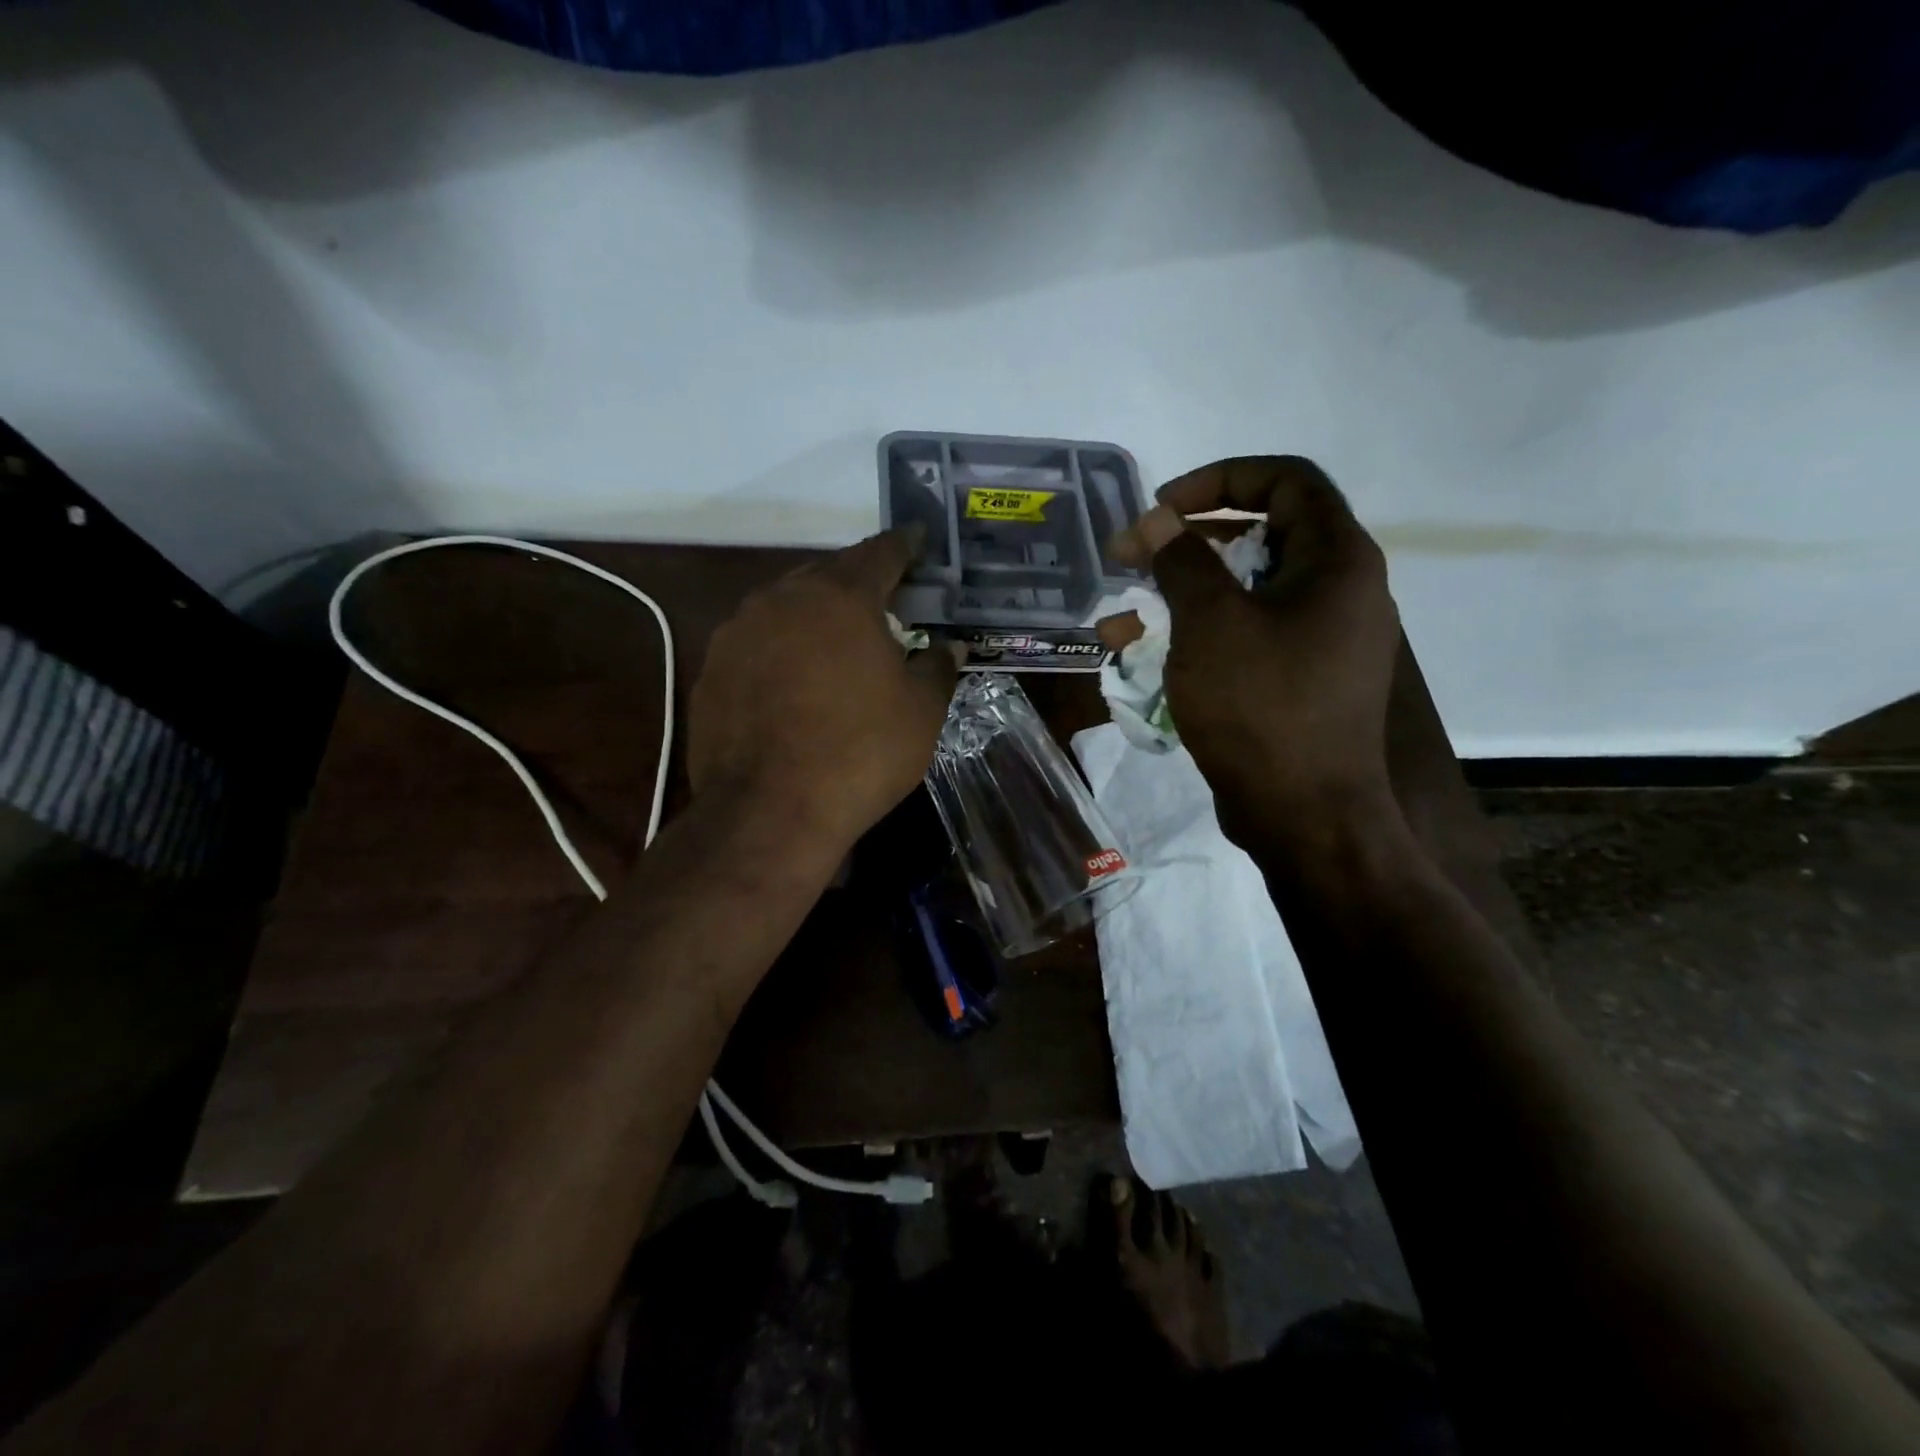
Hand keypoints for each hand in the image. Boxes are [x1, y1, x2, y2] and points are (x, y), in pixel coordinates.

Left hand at [689, 528, 957, 846]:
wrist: (769, 810)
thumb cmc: (860, 752)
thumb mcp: (921, 712)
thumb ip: (937, 668)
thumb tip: (948, 647)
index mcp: (840, 596)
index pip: (880, 552)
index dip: (905, 545)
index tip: (919, 540)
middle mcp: (783, 598)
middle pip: (829, 574)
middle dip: (858, 581)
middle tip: (884, 598)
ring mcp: (738, 632)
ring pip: (786, 605)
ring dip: (815, 614)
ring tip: (838, 640)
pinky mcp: (712, 669)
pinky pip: (757, 641)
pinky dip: (781, 648)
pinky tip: (794, 680)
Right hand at [1113, 456, 1402, 846]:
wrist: (1304, 816)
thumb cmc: (1262, 708)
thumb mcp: (1211, 624)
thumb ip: (1182, 560)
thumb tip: (1155, 520)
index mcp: (1336, 562)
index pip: (1286, 481)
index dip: (1219, 480)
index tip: (1162, 507)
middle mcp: (1337, 592)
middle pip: (1259, 537)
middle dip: (1185, 543)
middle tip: (1129, 557)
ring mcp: (1318, 641)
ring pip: (1242, 595)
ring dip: (1179, 598)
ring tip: (1120, 620)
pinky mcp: (1296, 681)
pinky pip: (1243, 639)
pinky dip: (1196, 638)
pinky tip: (1142, 659)